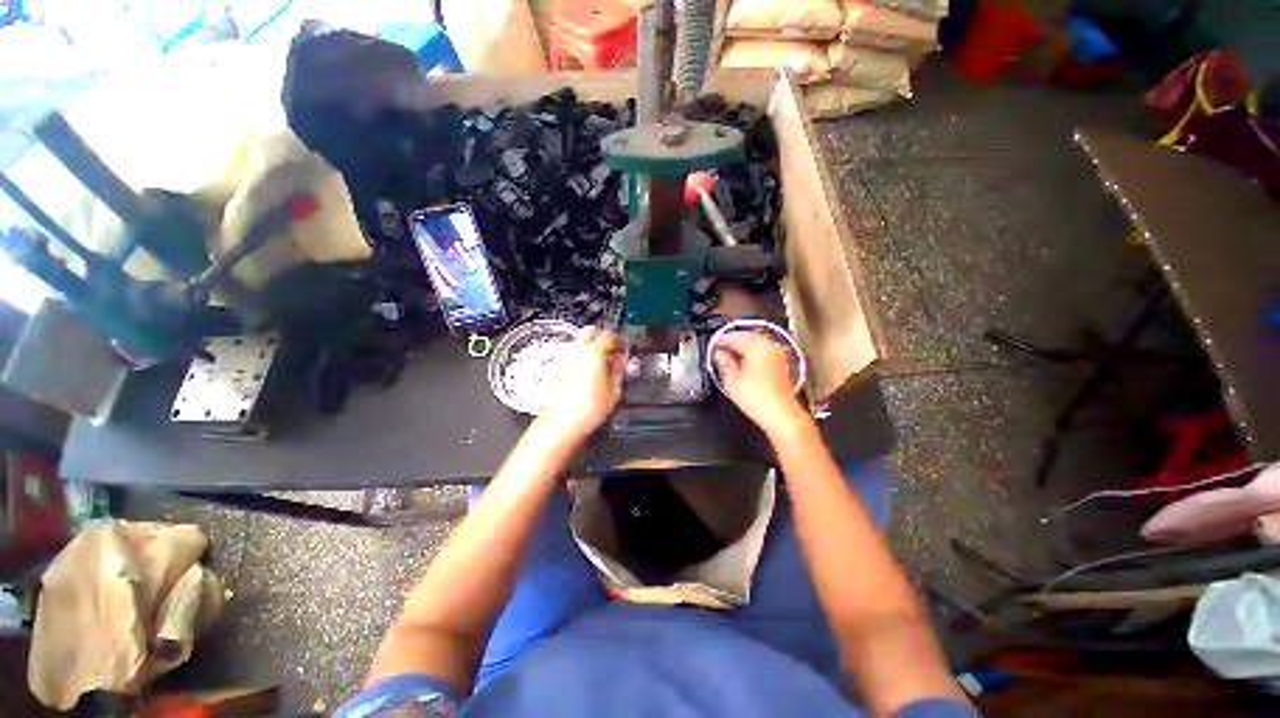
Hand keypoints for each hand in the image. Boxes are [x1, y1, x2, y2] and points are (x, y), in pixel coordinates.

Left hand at [536, 327, 624, 439]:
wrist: (565, 421)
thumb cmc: (589, 407)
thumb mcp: (615, 388)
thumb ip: (620, 369)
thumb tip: (623, 360)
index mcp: (595, 350)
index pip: (611, 335)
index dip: (621, 340)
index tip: (626, 346)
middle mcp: (578, 349)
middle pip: (593, 332)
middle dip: (605, 339)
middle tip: (615, 351)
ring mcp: (567, 357)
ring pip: (582, 342)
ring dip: (594, 347)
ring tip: (604, 362)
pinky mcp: (560, 367)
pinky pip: (575, 353)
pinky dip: (584, 356)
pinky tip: (592, 370)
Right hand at [713, 331, 808, 435]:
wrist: (781, 415)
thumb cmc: (759, 399)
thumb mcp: (731, 381)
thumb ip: (724, 364)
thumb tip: (719, 356)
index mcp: (757, 346)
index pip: (735, 337)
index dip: (722, 340)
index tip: (714, 345)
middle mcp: (770, 347)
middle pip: (748, 337)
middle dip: (734, 342)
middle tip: (721, 349)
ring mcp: (778, 355)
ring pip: (757, 344)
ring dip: (744, 348)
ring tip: (731, 356)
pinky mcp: (783, 365)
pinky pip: (764, 353)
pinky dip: (753, 355)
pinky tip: (745, 364)